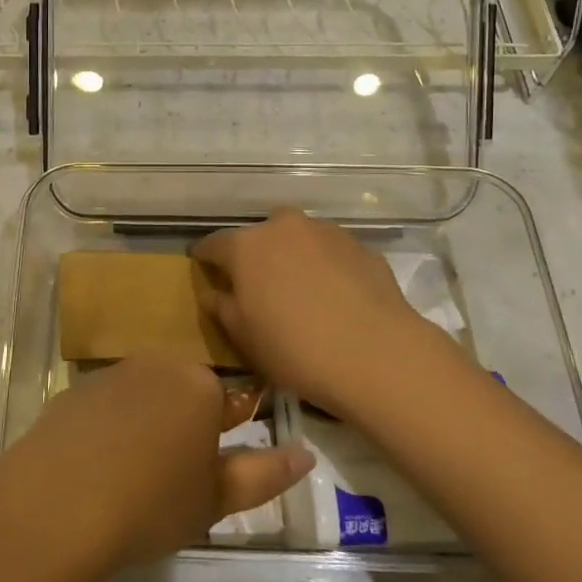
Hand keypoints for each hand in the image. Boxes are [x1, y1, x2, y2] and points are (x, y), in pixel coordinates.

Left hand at [0, 356, 310, 579]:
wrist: (58, 503)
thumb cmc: (151, 503)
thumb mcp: (216, 498)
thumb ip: (265, 474)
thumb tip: (305, 454)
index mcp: (200, 385)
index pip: (231, 402)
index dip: (224, 439)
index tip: (207, 472)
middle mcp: (158, 365)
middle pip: (184, 394)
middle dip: (185, 428)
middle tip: (172, 482)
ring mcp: (111, 374)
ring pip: (144, 398)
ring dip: (147, 427)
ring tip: (132, 479)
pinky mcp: (75, 390)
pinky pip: (106, 407)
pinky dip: (109, 430)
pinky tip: (96, 469)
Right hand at [192, 208, 450, 414]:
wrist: (377, 355)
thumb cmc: (295, 349)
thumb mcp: (244, 338)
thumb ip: (222, 307)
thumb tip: (214, 292)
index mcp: (247, 246)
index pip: (213, 244)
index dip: (205, 258)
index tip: (203, 269)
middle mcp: (284, 227)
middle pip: (259, 236)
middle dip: (255, 255)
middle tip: (259, 287)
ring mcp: (326, 232)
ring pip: (298, 240)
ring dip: (293, 258)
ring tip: (302, 292)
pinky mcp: (361, 246)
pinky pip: (331, 253)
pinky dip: (326, 267)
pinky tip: (335, 298)